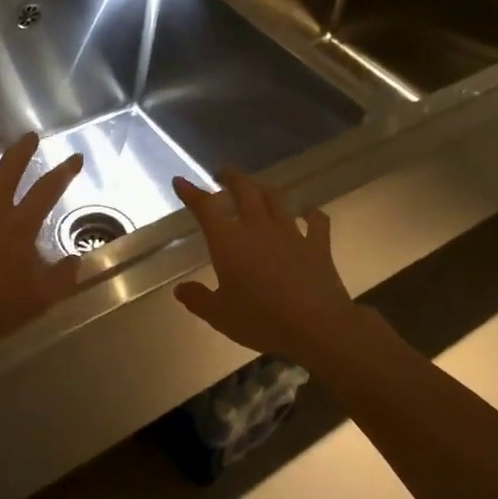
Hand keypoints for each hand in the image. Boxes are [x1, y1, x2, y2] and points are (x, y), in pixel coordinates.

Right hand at [172, 170, 355, 364]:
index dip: (191, 192)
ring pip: (275, 200)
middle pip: (244, 191)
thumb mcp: (219, 315)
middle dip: (232, 178)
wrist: (316, 326)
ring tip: (257, 187)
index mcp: (228, 240)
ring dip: (263, 189)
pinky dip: (312, 214)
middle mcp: (257, 227)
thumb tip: (180, 289)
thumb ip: (198, 299)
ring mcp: (290, 233)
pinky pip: (316, 222)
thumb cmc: (260, 320)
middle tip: (225, 172)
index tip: (180, 180)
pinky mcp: (317, 245)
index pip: (205, 208)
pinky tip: (310, 213)